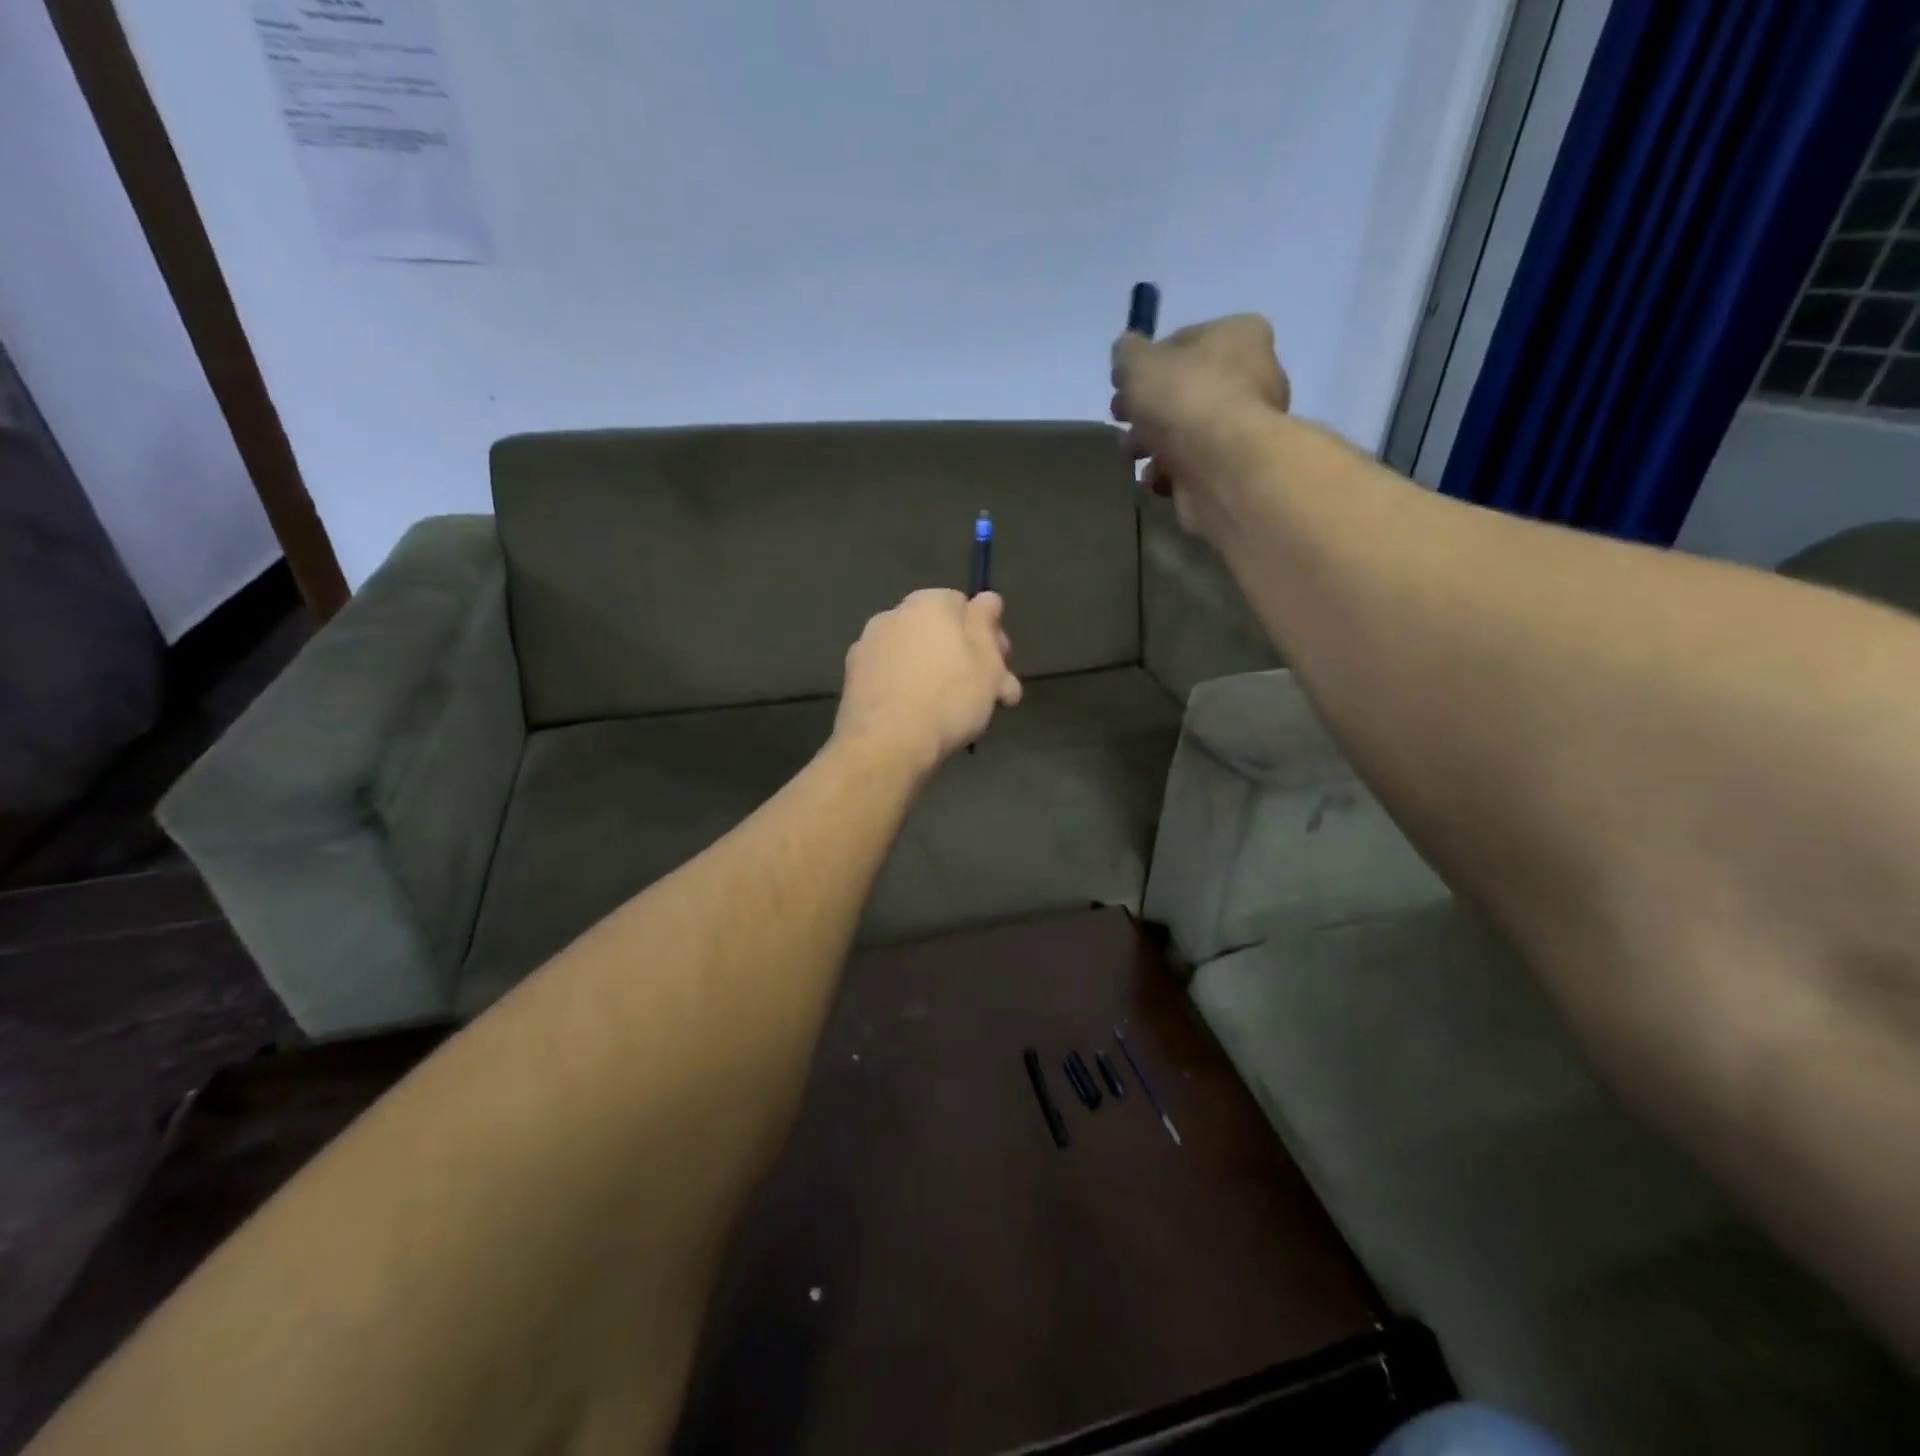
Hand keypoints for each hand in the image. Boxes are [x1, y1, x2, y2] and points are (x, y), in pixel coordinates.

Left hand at [834, 589, 1022, 772]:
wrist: (887, 743)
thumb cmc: (949, 698)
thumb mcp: (987, 661)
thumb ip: (986, 623)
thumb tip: (987, 597)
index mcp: (929, 603)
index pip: (964, 606)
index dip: (987, 636)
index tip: (1000, 667)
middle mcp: (894, 615)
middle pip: (939, 632)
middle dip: (966, 660)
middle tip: (988, 696)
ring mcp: (868, 646)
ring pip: (916, 656)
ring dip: (937, 675)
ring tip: (957, 713)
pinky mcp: (853, 678)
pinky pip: (892, 677)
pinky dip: (908, 689)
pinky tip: (921, 716)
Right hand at [1111, 314, 1291, 540]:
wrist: (1221, 466)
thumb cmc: (1184, 399)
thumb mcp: (1138, 363)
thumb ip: (1127, 353)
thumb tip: (1126, 354)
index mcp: (1238, 336)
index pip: (1183, 341)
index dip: (1146, 363)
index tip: (1121, 385)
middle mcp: (1253, 376)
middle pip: (1183, 390)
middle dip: (1145, 410)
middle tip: (1120, 420)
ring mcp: (1245, 426)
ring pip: (1185, 431)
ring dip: (1151, 444)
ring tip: (1131, 456)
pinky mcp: (1235, 467)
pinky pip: (1194, 465)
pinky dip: (1170, 472)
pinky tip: (1156, 478)